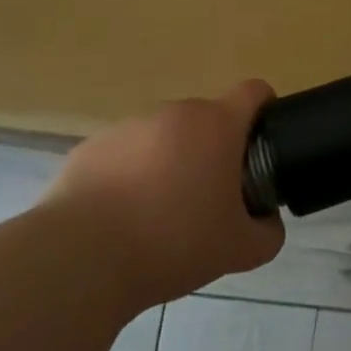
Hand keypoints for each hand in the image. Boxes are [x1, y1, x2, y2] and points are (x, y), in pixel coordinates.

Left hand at [44, 80, 284, 308]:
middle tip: (211, 198)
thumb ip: (267, 232)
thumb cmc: (173, 243)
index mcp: (217, 125)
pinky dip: (131, 176)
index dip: (264, 110)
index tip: (261, 144)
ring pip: (164, 137)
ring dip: (171, 162)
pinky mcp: (91, 146)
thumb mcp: (239, 250)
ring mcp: (129, 126)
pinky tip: (121, 218)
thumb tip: (268, 222)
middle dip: (214, 150)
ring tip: (159, 215)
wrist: (82, 258)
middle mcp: (174, 113)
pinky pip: (125, 154)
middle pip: (207, 119)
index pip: (254, 91)